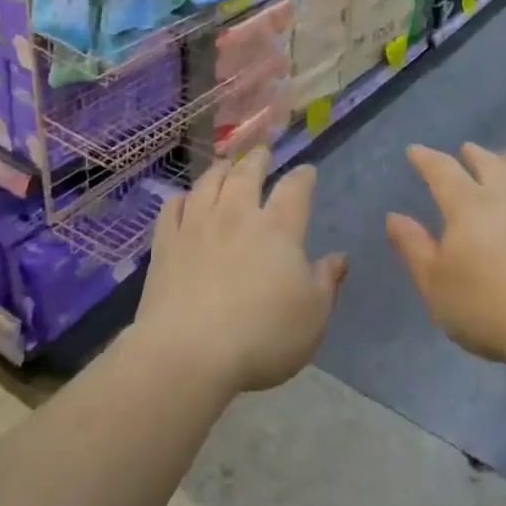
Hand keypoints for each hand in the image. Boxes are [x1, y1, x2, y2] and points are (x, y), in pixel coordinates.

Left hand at [132, 150, 346, 394]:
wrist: (189, 352)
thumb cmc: (262, 337)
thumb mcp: (312, 317)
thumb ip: (326, 282)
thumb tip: (339, 257)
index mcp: (278, 228)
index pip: (295, 189)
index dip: (303, 176)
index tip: (307, 171)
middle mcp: (237, 215)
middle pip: (247, 173)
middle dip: (258, 159)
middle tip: (262, 152)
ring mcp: (197, 225)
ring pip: (209, 182)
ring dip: (221, 169)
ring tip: (226, 164)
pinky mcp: (166, 243)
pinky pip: (173, 207)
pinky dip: (182, 198)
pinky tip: (185, 199)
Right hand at [387, 143, 505, 367]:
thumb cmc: (486, 307)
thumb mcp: (434, 284)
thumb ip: (413, 246)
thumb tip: (394, 216)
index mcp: (467, 205)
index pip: (441, 169)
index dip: (425, 158)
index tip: (414, 151)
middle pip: (489, 163)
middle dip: (473, 154)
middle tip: (466, 150)